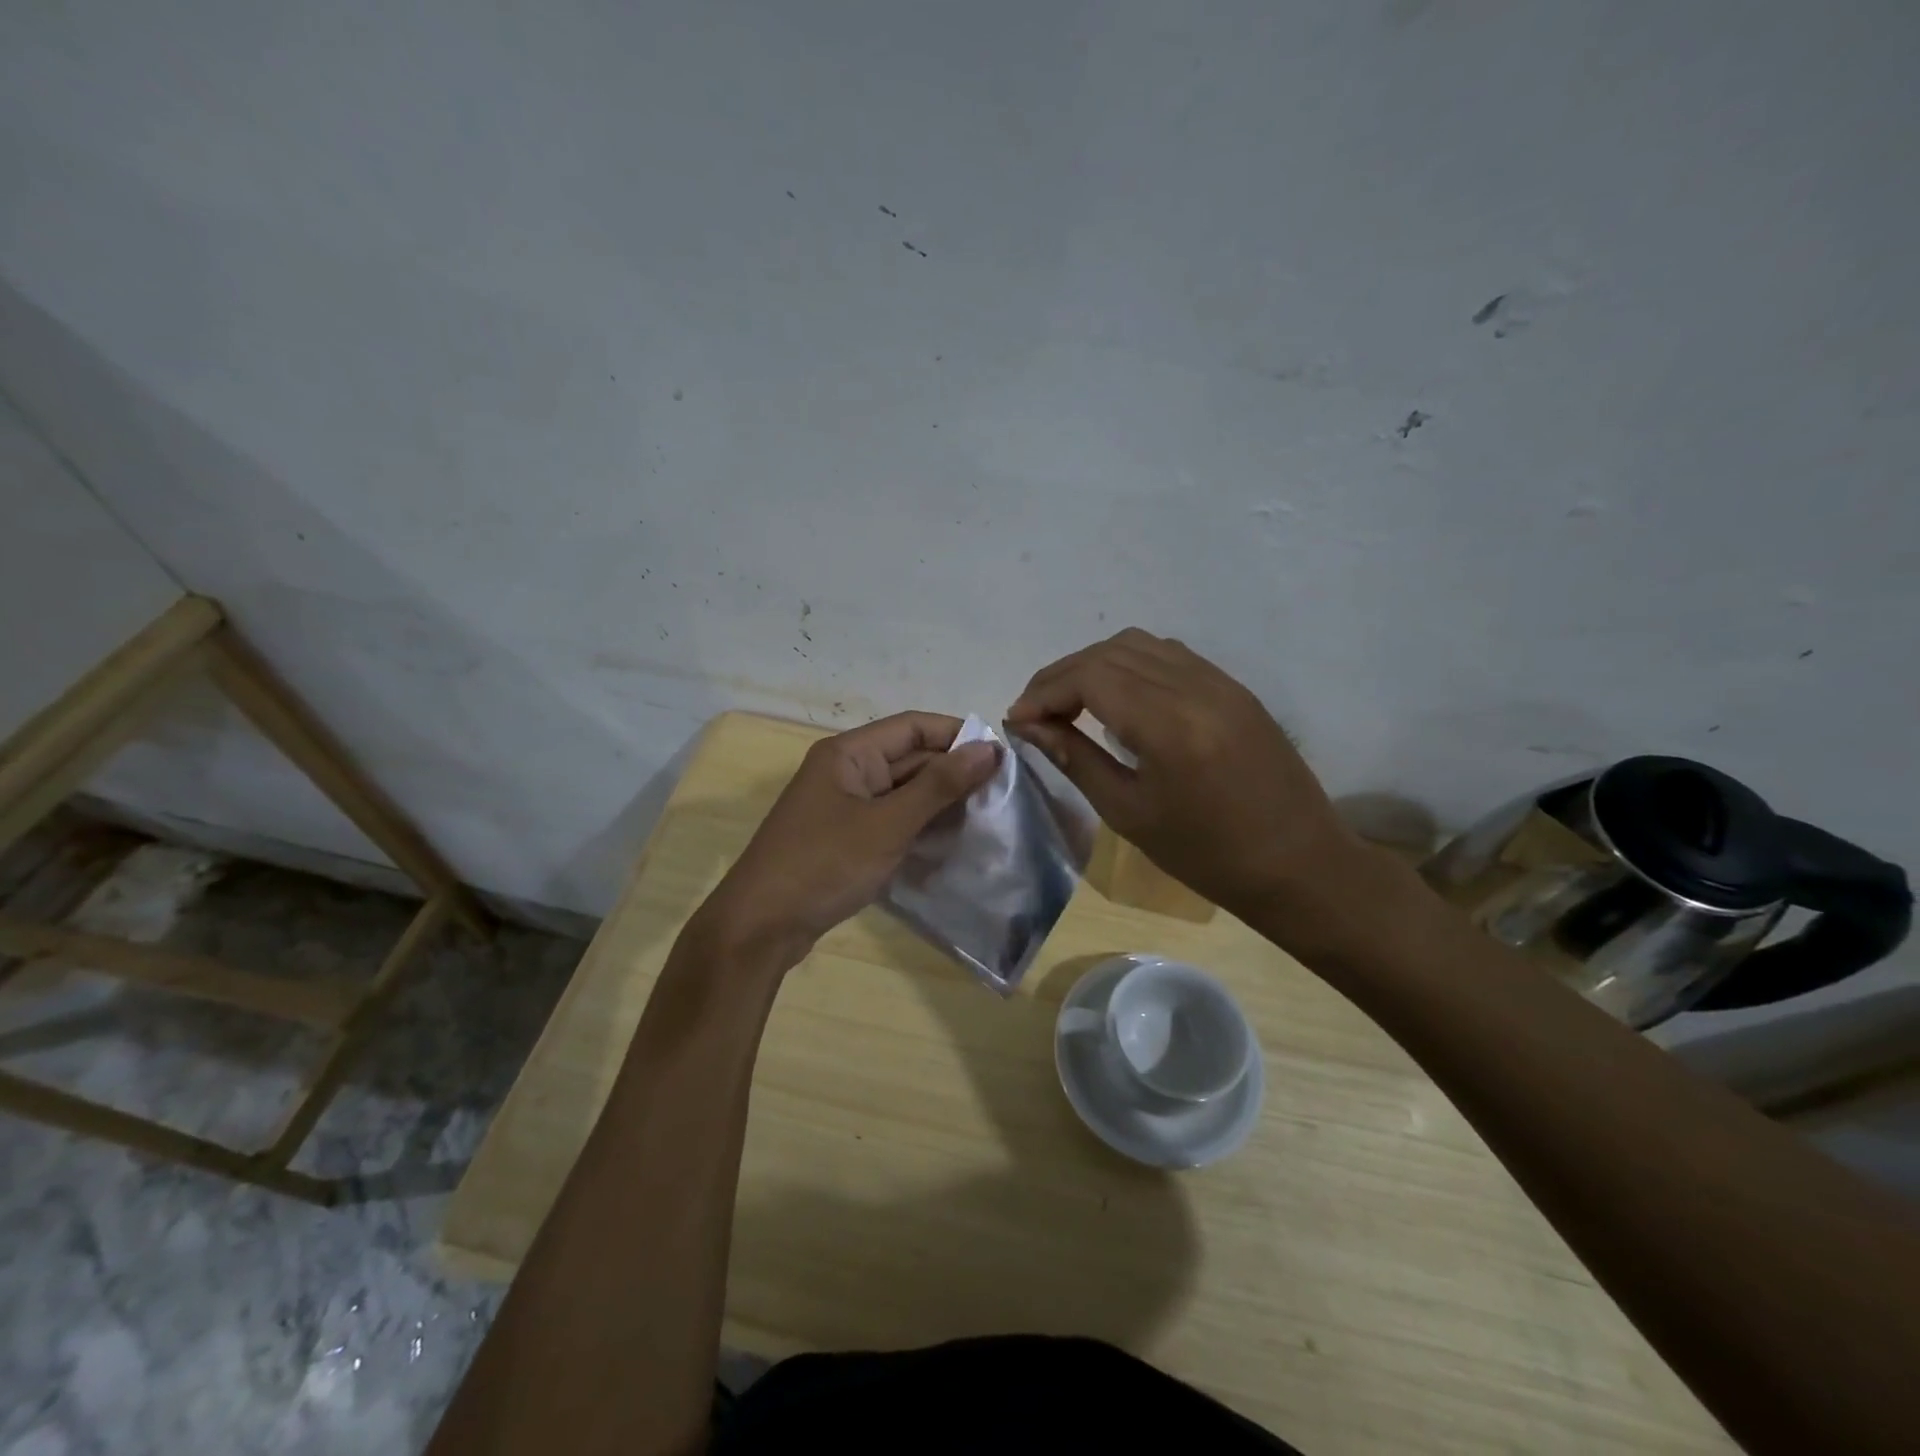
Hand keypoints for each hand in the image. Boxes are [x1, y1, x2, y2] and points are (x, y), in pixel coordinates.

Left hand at [696, 712, 999, 969]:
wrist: (760, 927)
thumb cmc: (824, 865)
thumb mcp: (888, 824)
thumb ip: (939, 785)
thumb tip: (989, 748)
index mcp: (849, 753)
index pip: (914, 726)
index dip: (958, 736)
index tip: (1002, 756)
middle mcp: (846, 770)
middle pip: (909, 757)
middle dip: (953, 772)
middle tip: (1002, 793)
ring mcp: (844, 805)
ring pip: (903, 791)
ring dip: (940, 802)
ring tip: (986, 816)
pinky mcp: (845, 837)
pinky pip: (891, 819)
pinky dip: (920, 825)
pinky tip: (952, 840)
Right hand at [1006, 629, 1364, 921]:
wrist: (1299, 864)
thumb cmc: (1207, 855)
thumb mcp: (1129, 813)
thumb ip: (1075, 758)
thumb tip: (1028, 725)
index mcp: (1170, 725)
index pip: (1090, 677)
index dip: (1044, 691)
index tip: (1017, 719)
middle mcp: (1196, 687)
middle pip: (1110, 653)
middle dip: (1062, 676)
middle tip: (1036, 713)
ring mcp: (1221, 681)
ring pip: (1139, 645)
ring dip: (1095, 665)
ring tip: (1071, 703)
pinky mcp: (1234, 687)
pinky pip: (1170, 655)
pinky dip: (1130, 665)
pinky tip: (1118, 698)